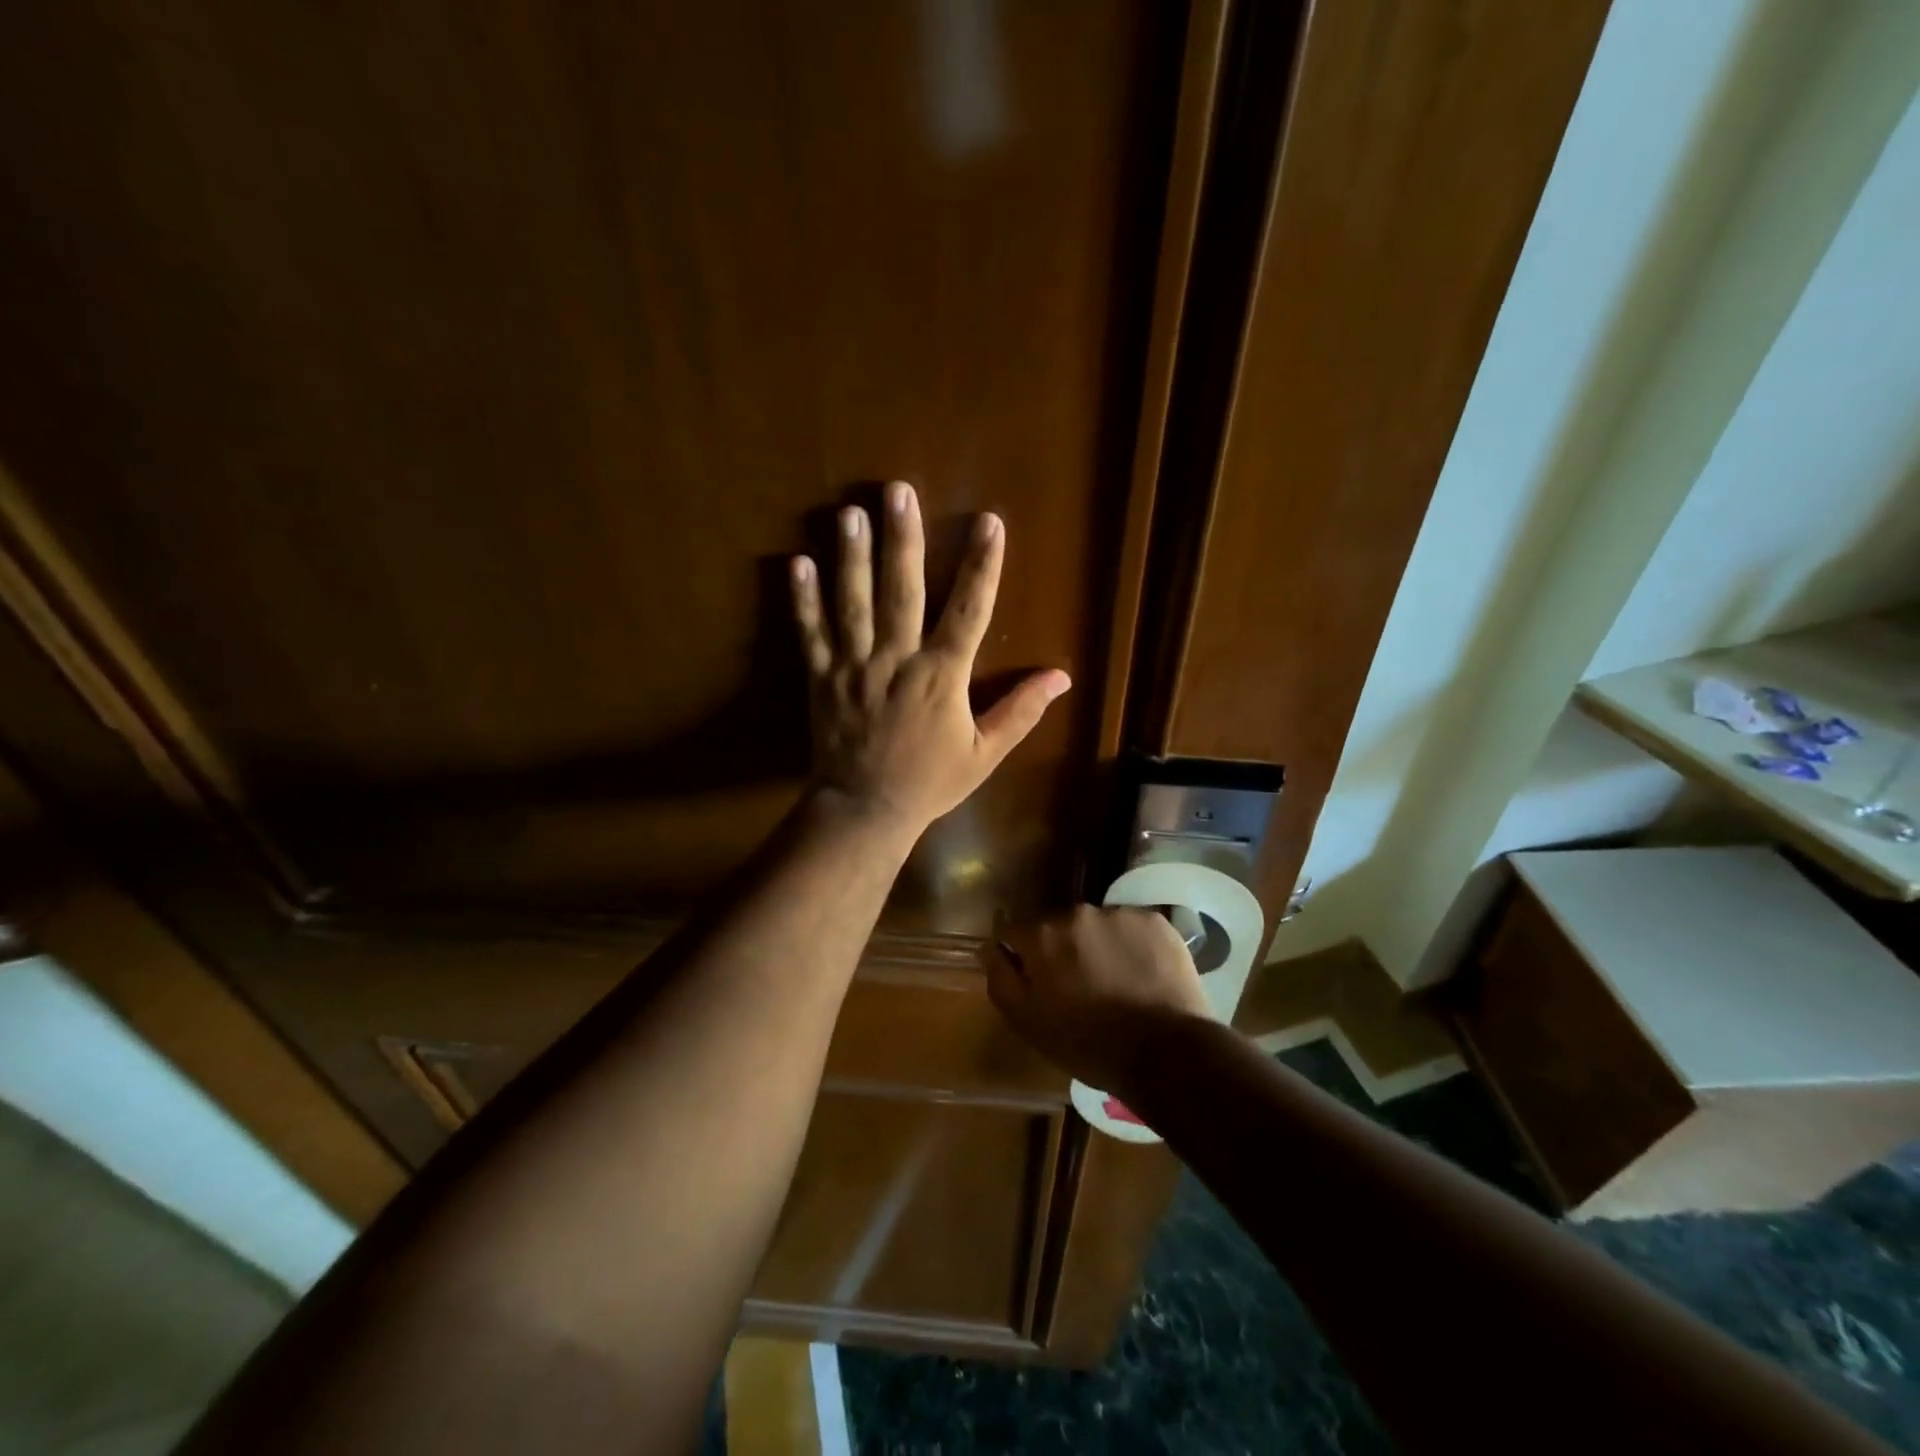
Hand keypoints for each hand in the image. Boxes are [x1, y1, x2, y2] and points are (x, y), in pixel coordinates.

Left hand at [792, 482, 1070, 836]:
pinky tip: (797, 562)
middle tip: (898, 491)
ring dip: (852, 556)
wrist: (865, 810)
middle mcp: (897, 661)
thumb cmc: (929, 782)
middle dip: (903, 540)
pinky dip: (803, 600)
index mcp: (941, 677)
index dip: (982, 565)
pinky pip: (811, 634)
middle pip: (902, 591)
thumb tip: (1061, 677)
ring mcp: (855, 668)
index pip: (969, 611)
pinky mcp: (823, 679)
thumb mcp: (985, 754)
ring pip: (854, 604)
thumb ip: (1020, 712)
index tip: (989, 522)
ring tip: (850, 511)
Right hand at [987, 905, 1211, 1094]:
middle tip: (1078, 987)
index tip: (1037, 983)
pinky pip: (1132, 928)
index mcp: (1042, 935)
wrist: (1164, 1052)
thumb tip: (991, 949)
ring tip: (1114, 982)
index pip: (1015, 932)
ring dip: (1097, 946)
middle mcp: (1077, 912)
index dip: (1023, 958)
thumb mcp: (1026, 1022)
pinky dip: (1132, 946)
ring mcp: (1119, 913)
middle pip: (1058, 927)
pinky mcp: (1155, 921)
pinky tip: (1141, 975)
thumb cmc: (1086, 1044)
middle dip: (1062, 950)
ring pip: (1096, 926)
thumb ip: (1000, 978)